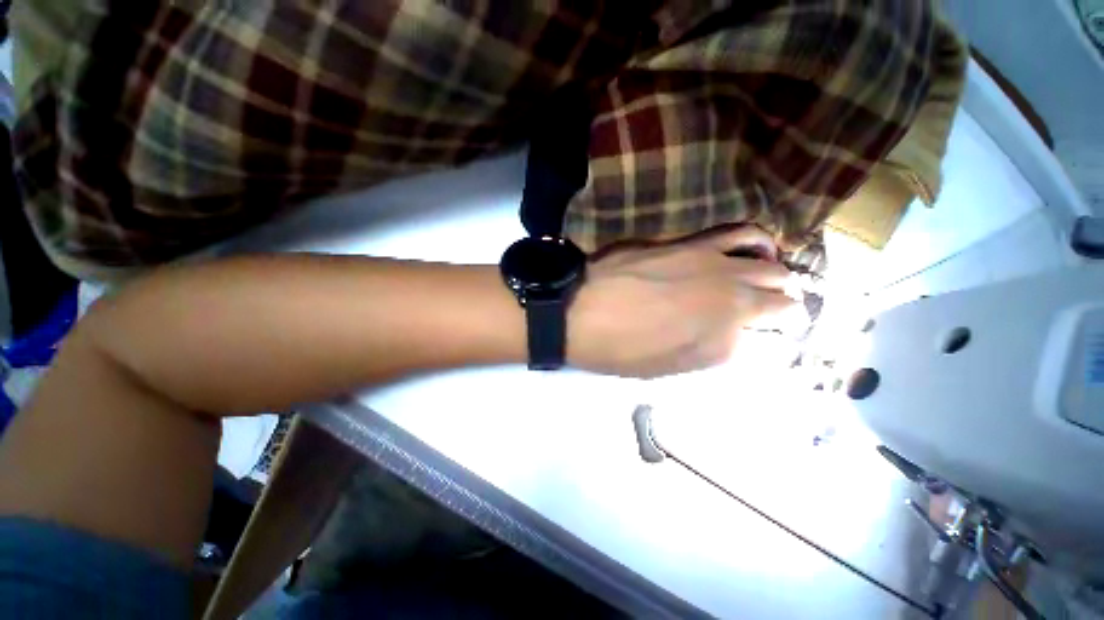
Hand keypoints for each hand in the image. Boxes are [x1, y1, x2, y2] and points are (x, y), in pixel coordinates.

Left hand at [568, 226, 796, 377]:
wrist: (579, 312)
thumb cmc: (622, 349)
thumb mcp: (672, 366)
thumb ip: (717, 350)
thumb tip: (742, 334)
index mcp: (727, 327)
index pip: (779, 320)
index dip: (783, 326)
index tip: (777, 330)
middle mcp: (730, 289)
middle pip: (779, 286)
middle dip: (784, 297)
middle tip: (777, 305)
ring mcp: (710, 259)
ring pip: (765, 256)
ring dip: (775, 267)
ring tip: (771, 274)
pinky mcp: (686, 241)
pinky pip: (732, 232)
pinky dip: (752, 240)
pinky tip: (750, 246)